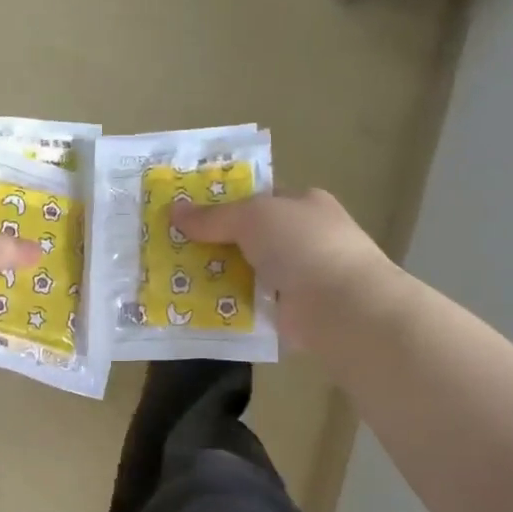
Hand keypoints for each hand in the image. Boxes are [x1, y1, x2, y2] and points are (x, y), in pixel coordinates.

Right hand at [172, 189, 404, 354]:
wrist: (341, 307)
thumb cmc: (302, 245)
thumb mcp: (252, 217)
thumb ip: (213, 216)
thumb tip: (174, 211)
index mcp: (303, 204)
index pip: (259, 199)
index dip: (223, 204)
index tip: (186, 214)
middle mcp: (304, 238)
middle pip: (248, 237)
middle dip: (213, 243)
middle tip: (171, 248)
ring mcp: (299, 277)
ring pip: (246, 272)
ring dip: (216, 277)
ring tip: (173, 280)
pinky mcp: (291, 312)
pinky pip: (249, 304)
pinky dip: (227, 306)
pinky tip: (196, 308)